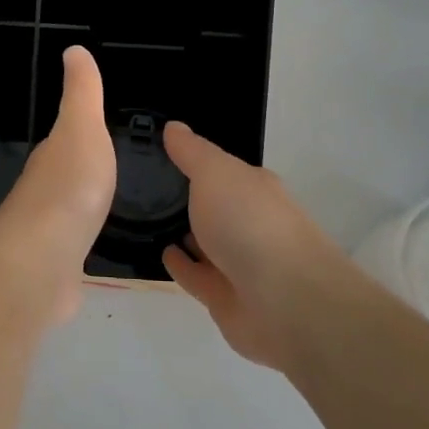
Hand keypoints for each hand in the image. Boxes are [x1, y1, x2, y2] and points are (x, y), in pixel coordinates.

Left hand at [0, 47, 115, 321]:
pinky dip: (79, 245)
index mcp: (51, 158)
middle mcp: (42, 192)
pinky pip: (71, 250)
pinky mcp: (54, 269)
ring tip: (101, 209)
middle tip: (105, 172)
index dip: (77, 135)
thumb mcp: (82, 128)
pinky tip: (88, 251)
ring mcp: (46, 233)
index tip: (94, 134)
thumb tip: (73, 50)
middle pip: (62, 178)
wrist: (42, 260)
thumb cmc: (69, 187)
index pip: (63, 141)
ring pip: (66, 214)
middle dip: (79, 174)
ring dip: (78, 210)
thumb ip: (82, 93)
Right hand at [160, 122, 358, 370]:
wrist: (285, 301)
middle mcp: (249, 222)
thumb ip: (192, 152)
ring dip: (182, 232)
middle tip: (143, 185)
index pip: (221, 169)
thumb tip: (172, 126)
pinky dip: (181, 264)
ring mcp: (239, 262)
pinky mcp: (225, 297)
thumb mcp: (216, 173)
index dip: (194, 160)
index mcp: (253, 188)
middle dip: (187, 197)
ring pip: (204, 242)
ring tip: (144, 218)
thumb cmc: (250, 223)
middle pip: (214, 206)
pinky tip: (160, 252)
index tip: (160, 151)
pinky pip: (196, 275)